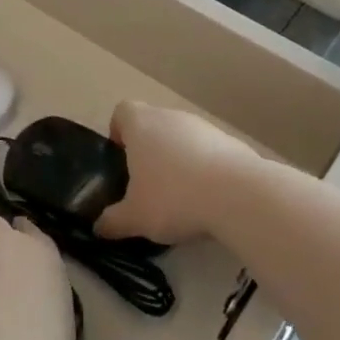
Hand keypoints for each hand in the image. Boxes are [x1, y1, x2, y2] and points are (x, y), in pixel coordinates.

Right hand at [98, 101, 257, 246]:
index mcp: (141, 125)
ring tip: (181, 197)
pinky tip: (210, 199)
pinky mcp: (232, 142)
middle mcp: (171, 117)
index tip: (122, 158)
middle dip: (149, 151)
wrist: (240, 196)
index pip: (122, 111)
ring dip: (179, 160)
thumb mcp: (135, 217)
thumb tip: (99, 228)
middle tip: (147, 185)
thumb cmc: (174, 197)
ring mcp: (204, 127)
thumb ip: (113, 221)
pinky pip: (209, 152)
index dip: (119, 132)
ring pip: (183, 138)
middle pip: (154, 124)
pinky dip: (206, 169)